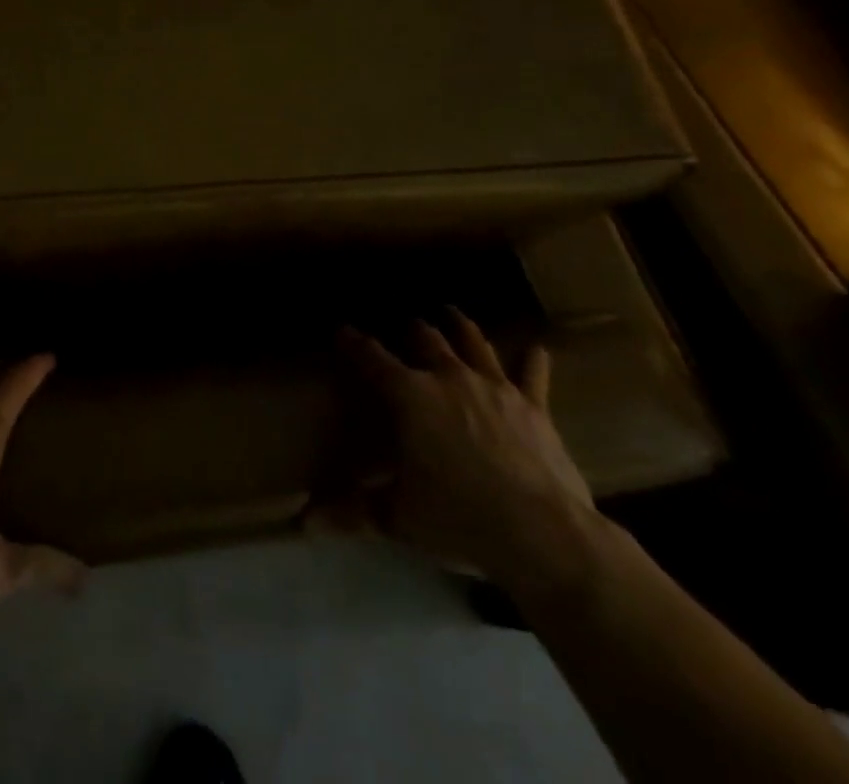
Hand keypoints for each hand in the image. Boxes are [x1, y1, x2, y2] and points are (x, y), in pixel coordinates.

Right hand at [329, 310, 600, 593]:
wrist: (544, 536)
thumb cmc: (458, 519)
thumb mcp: (398, 518)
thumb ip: (352, 512)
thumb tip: (304, 523)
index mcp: (409, 396)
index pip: (372, 359)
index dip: (354, 343)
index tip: (343, 330)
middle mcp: (448, 379)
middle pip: (427, 341)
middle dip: (413, 330)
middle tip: (407, 323)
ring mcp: (495, 389)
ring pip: (474, 345)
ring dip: (461, 327)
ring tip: (453, 312)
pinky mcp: (535, 409)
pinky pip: (533, 377)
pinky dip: (533, 362)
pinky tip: (538, 349)